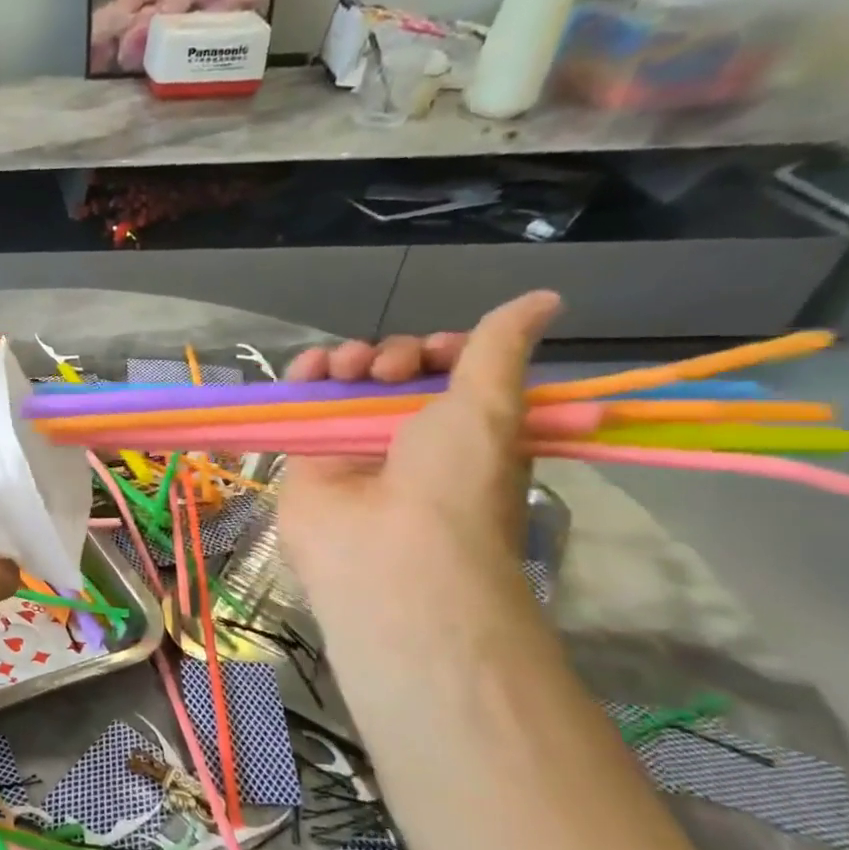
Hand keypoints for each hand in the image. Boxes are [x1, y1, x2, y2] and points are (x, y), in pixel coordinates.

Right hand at [277, 292, 561, 666]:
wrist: (388, 552)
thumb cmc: (454, 480)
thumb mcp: (492, 406)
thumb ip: (499, 348)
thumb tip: (545, 296)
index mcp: (463, 428)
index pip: (448, 372)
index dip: (441, 351)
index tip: (438, 351)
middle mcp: (408, 436)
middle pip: (392, 374)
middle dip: (392, 356)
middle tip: (390, 370)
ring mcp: (354, 447)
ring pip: (345, 385)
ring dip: (346, 361)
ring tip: (347, 367)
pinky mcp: (308, 456)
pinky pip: (303, 406)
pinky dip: (303, 379)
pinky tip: (307, 368)